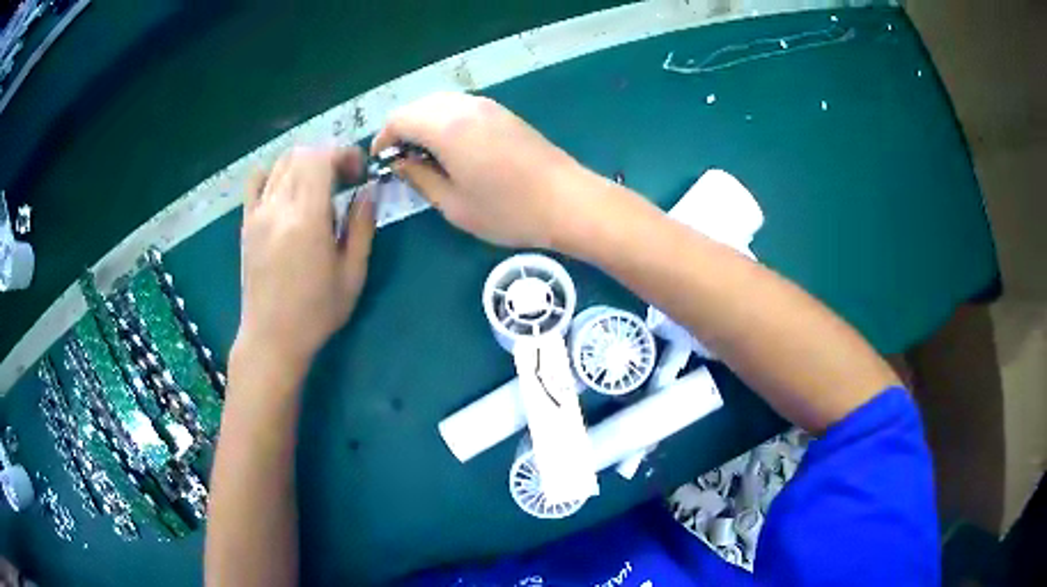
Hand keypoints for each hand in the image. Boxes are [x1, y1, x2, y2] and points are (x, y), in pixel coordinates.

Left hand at [235, 146, 375, 370]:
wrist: (271, 339)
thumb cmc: (316, 313)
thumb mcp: (352, 274)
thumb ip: (362, 227)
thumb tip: (369, 191)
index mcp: (307, 219)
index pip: (321, 157)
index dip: (344, 154)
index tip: (359, 173)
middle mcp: (278, 207)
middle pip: (301, 153)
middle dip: (328, 156)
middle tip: (345, 179)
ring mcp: (258, 213)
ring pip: (280, 162)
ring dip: (305, 163)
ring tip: (319, 185)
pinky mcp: (247, 223)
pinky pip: (256, 181)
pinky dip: (274, 173)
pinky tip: (287, 190)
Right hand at [373, 92, 597, 248]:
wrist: (568, 201)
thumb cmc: (508, 211)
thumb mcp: (453, 204)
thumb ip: (418, 177)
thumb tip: (399, 161)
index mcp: (446, 126)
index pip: (398, 119)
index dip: (383, 139)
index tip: (380, 163)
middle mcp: (464, 106)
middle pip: (417, 106)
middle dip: (401, 130)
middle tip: (401, 162)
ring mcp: (487, 106)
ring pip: (439, 104)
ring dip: (423, 124)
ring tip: (424, 157)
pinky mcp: (502, 112)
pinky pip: (460, 108)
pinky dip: (445, 122)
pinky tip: (451, 149)